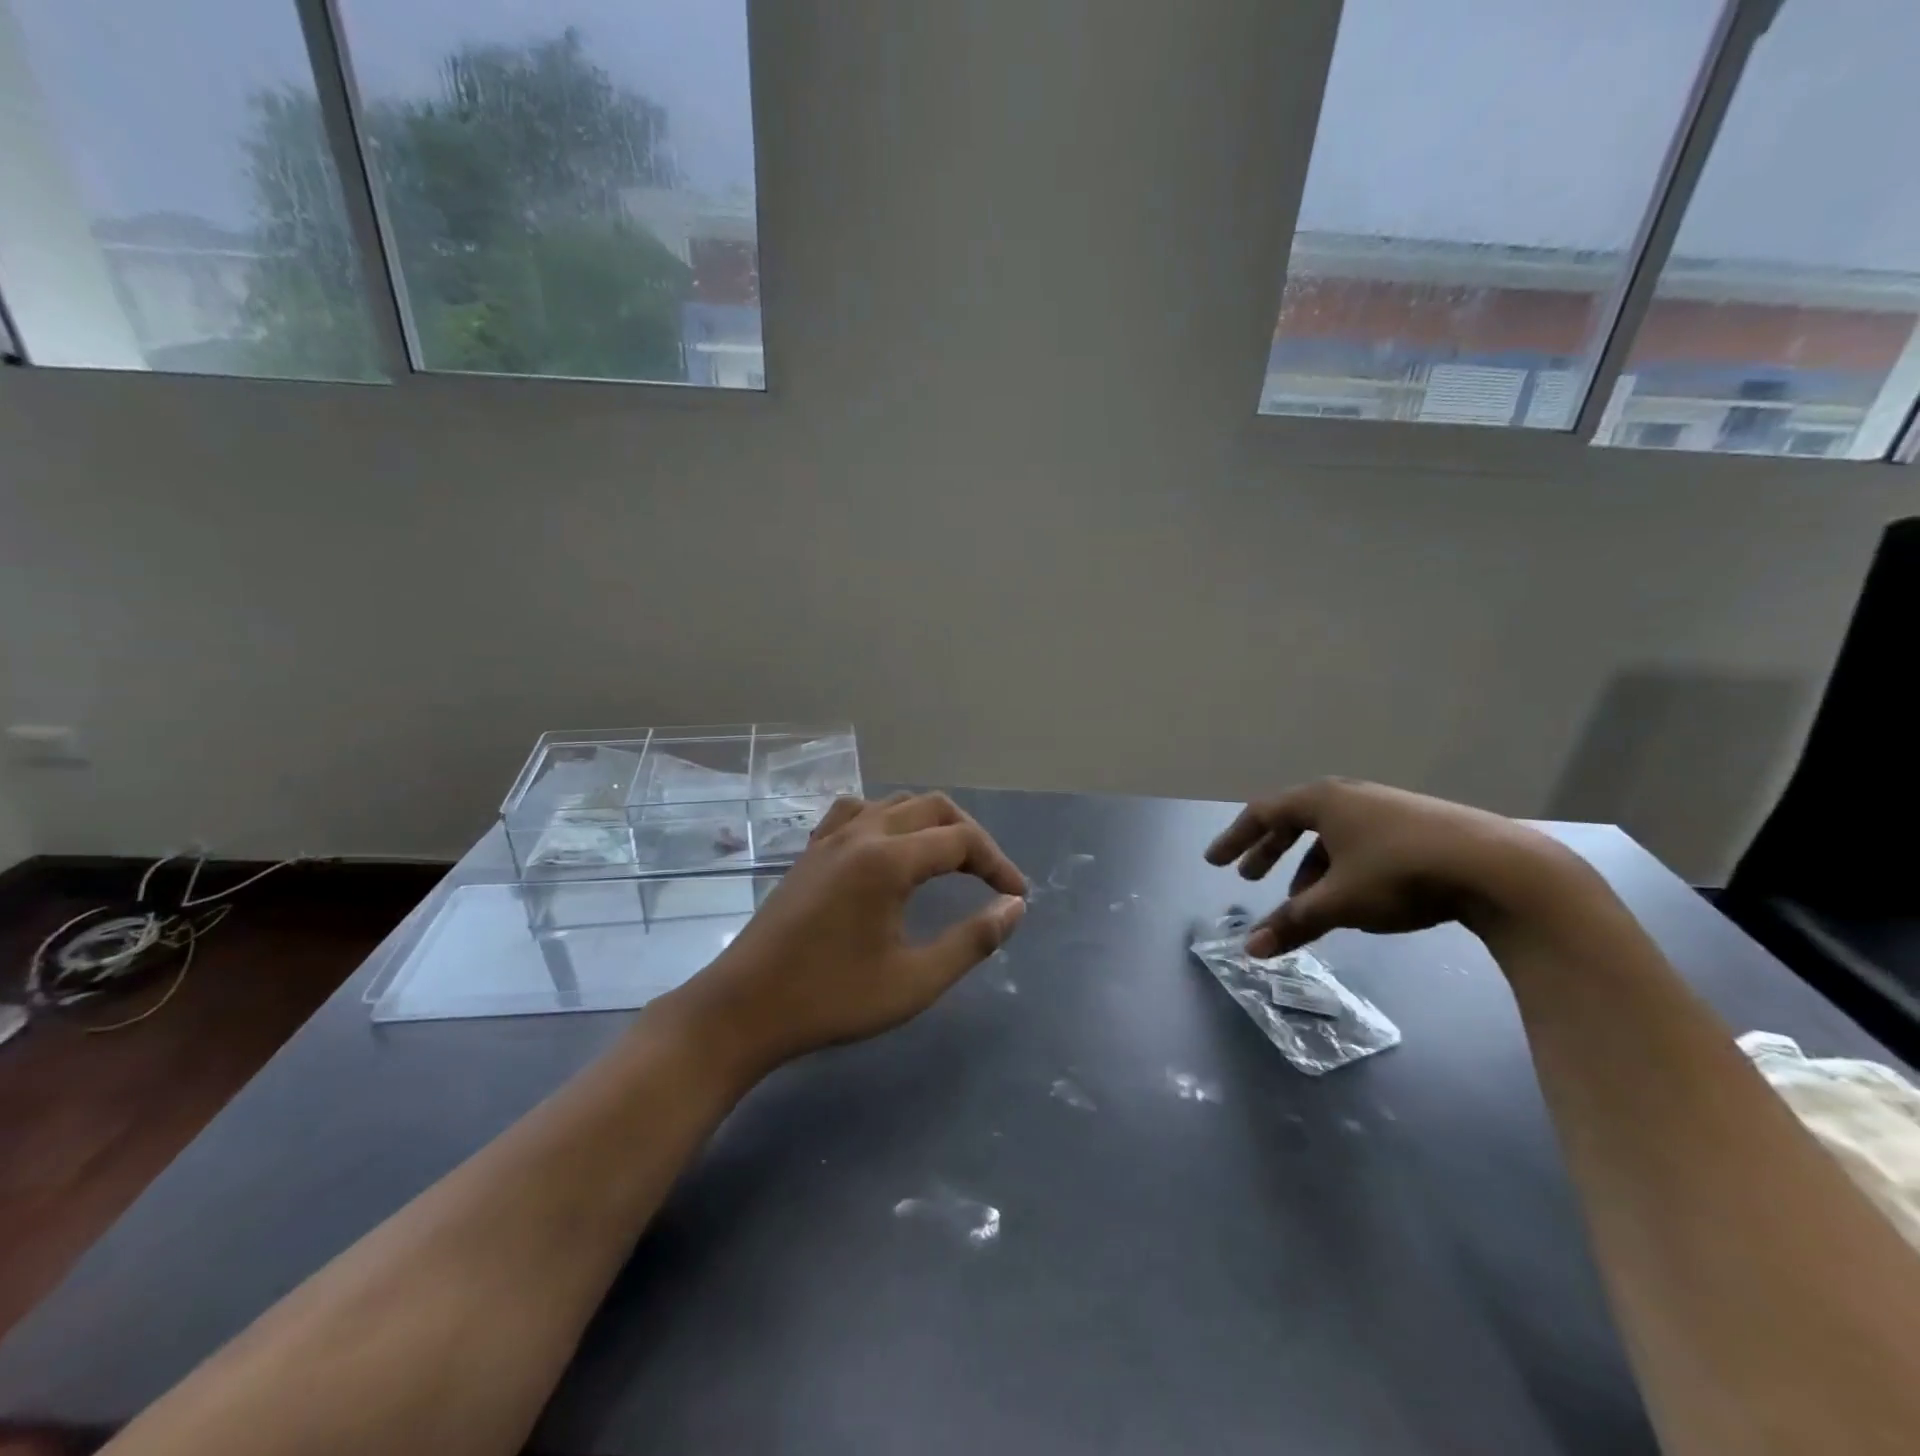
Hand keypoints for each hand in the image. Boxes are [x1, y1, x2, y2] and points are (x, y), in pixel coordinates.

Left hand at [678, 792, 1027, 1070]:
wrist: (744, 1008)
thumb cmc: (832, 999)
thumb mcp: (914, 982)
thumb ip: (972, 941)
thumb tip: (1014, 907)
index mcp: (889, 860)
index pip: (961, 840)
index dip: (998, 863)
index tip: (1017, 896)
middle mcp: (862, 833)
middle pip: (933, 808)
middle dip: (970, 836)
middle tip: (990, 877)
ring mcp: (830, 838)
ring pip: (895, 804)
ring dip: (931, 823)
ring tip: (948, 859)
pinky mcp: (810, 851)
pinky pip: (857, 812)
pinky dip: (887, 819)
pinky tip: (887, 848)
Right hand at [1205, 778, 1574, 955]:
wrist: (1499, 869)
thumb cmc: (1401, 874)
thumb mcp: (1338, 902)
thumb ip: (1292, 922)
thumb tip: (1249, 950)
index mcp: (1322, 801)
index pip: (1262, 813)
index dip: (1235, 839)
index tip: (1214, 862)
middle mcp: (1350, 797)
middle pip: (1294, 821)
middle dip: (1269, 851)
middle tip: (1249, 878)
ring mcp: (1387, 809)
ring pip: (1331, 836)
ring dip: (1307, 867)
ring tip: (1304, 902)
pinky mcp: (1418, 827)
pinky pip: (1360, 843)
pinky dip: (1341, 868)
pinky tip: (1353, 898)